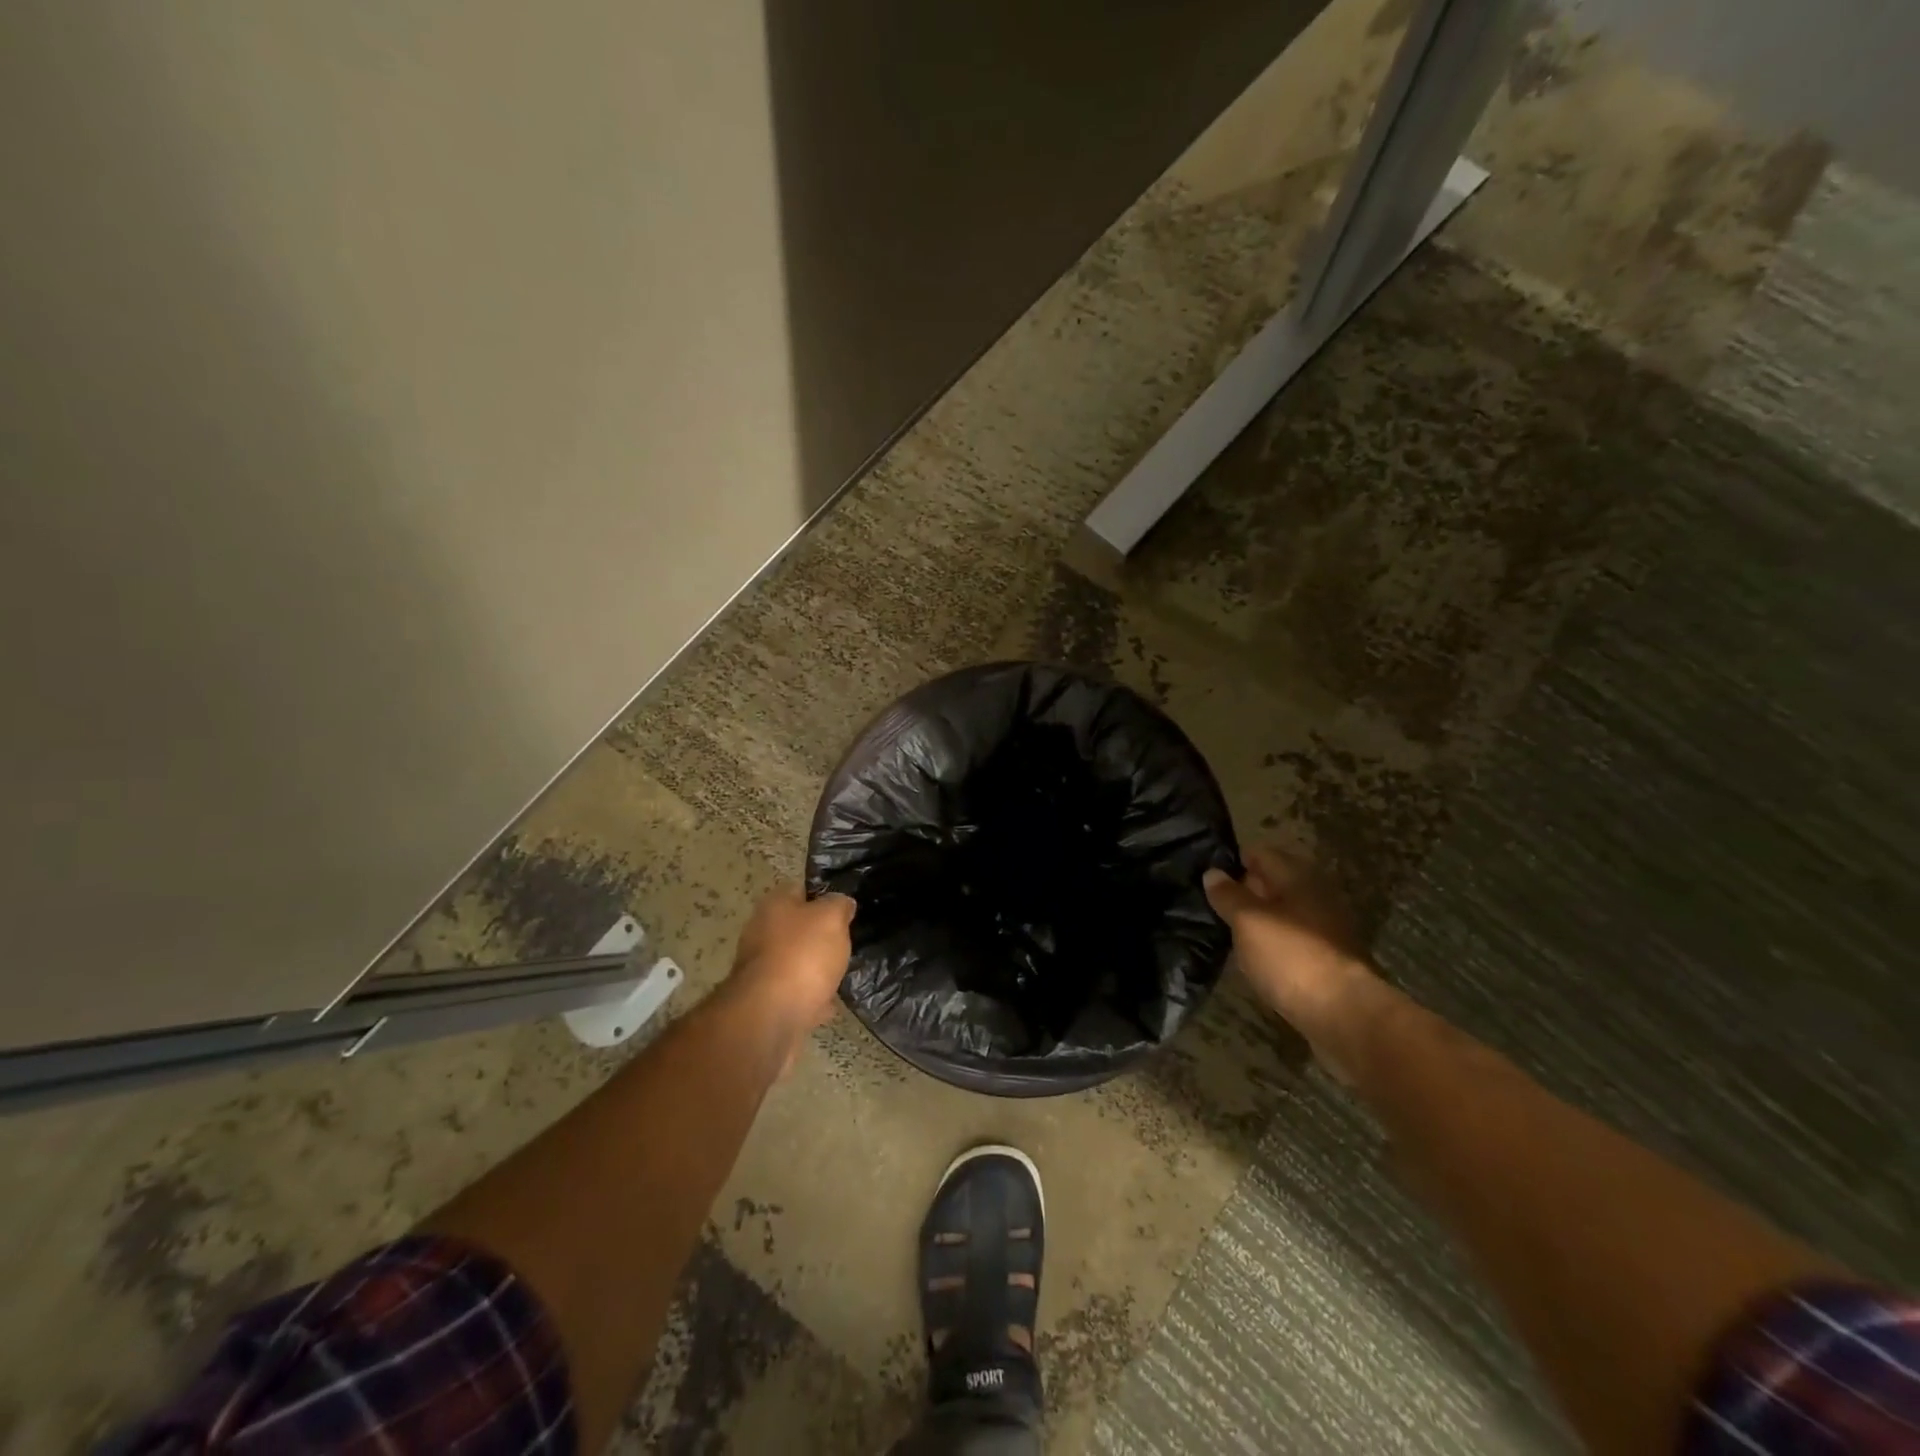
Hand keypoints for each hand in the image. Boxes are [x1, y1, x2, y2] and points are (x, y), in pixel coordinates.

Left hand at [726, 884, 855, 1064]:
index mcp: (773, 905)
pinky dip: (811, 997)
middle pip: (796, 928)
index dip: (824, 895)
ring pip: (796, 962)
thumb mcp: (831, 917)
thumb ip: (839, 905)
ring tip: (843, 972)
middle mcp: (761, 932)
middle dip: (819, 935)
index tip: (846, 906)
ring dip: (816, 968)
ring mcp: (761, 969)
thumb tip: (842, 903)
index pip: (800, 889)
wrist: (771, 1016)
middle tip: (846, 941)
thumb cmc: (802, 955)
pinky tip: (831, 1003)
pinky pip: (795, 993)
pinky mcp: (766, 1001)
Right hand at [1204, 847, 1385, 1081]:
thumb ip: (1229, 895)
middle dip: (1245, 891)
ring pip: (1283, 914)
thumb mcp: (1248, 921)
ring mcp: (1326, 929)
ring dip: (1259, 920)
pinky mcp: (1328, 960)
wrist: (1343, 1014)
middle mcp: (1316, 896)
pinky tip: (1254, 957)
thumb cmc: (1290, 956)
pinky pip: (1292, 940)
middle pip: (1274, 884)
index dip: (1233, 861)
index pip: (1261, 854)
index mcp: (1299, 877)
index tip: (1207, 875)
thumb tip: (1213, 873)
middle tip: (1211, 904)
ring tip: (1227, 932)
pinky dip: (1273, 943)